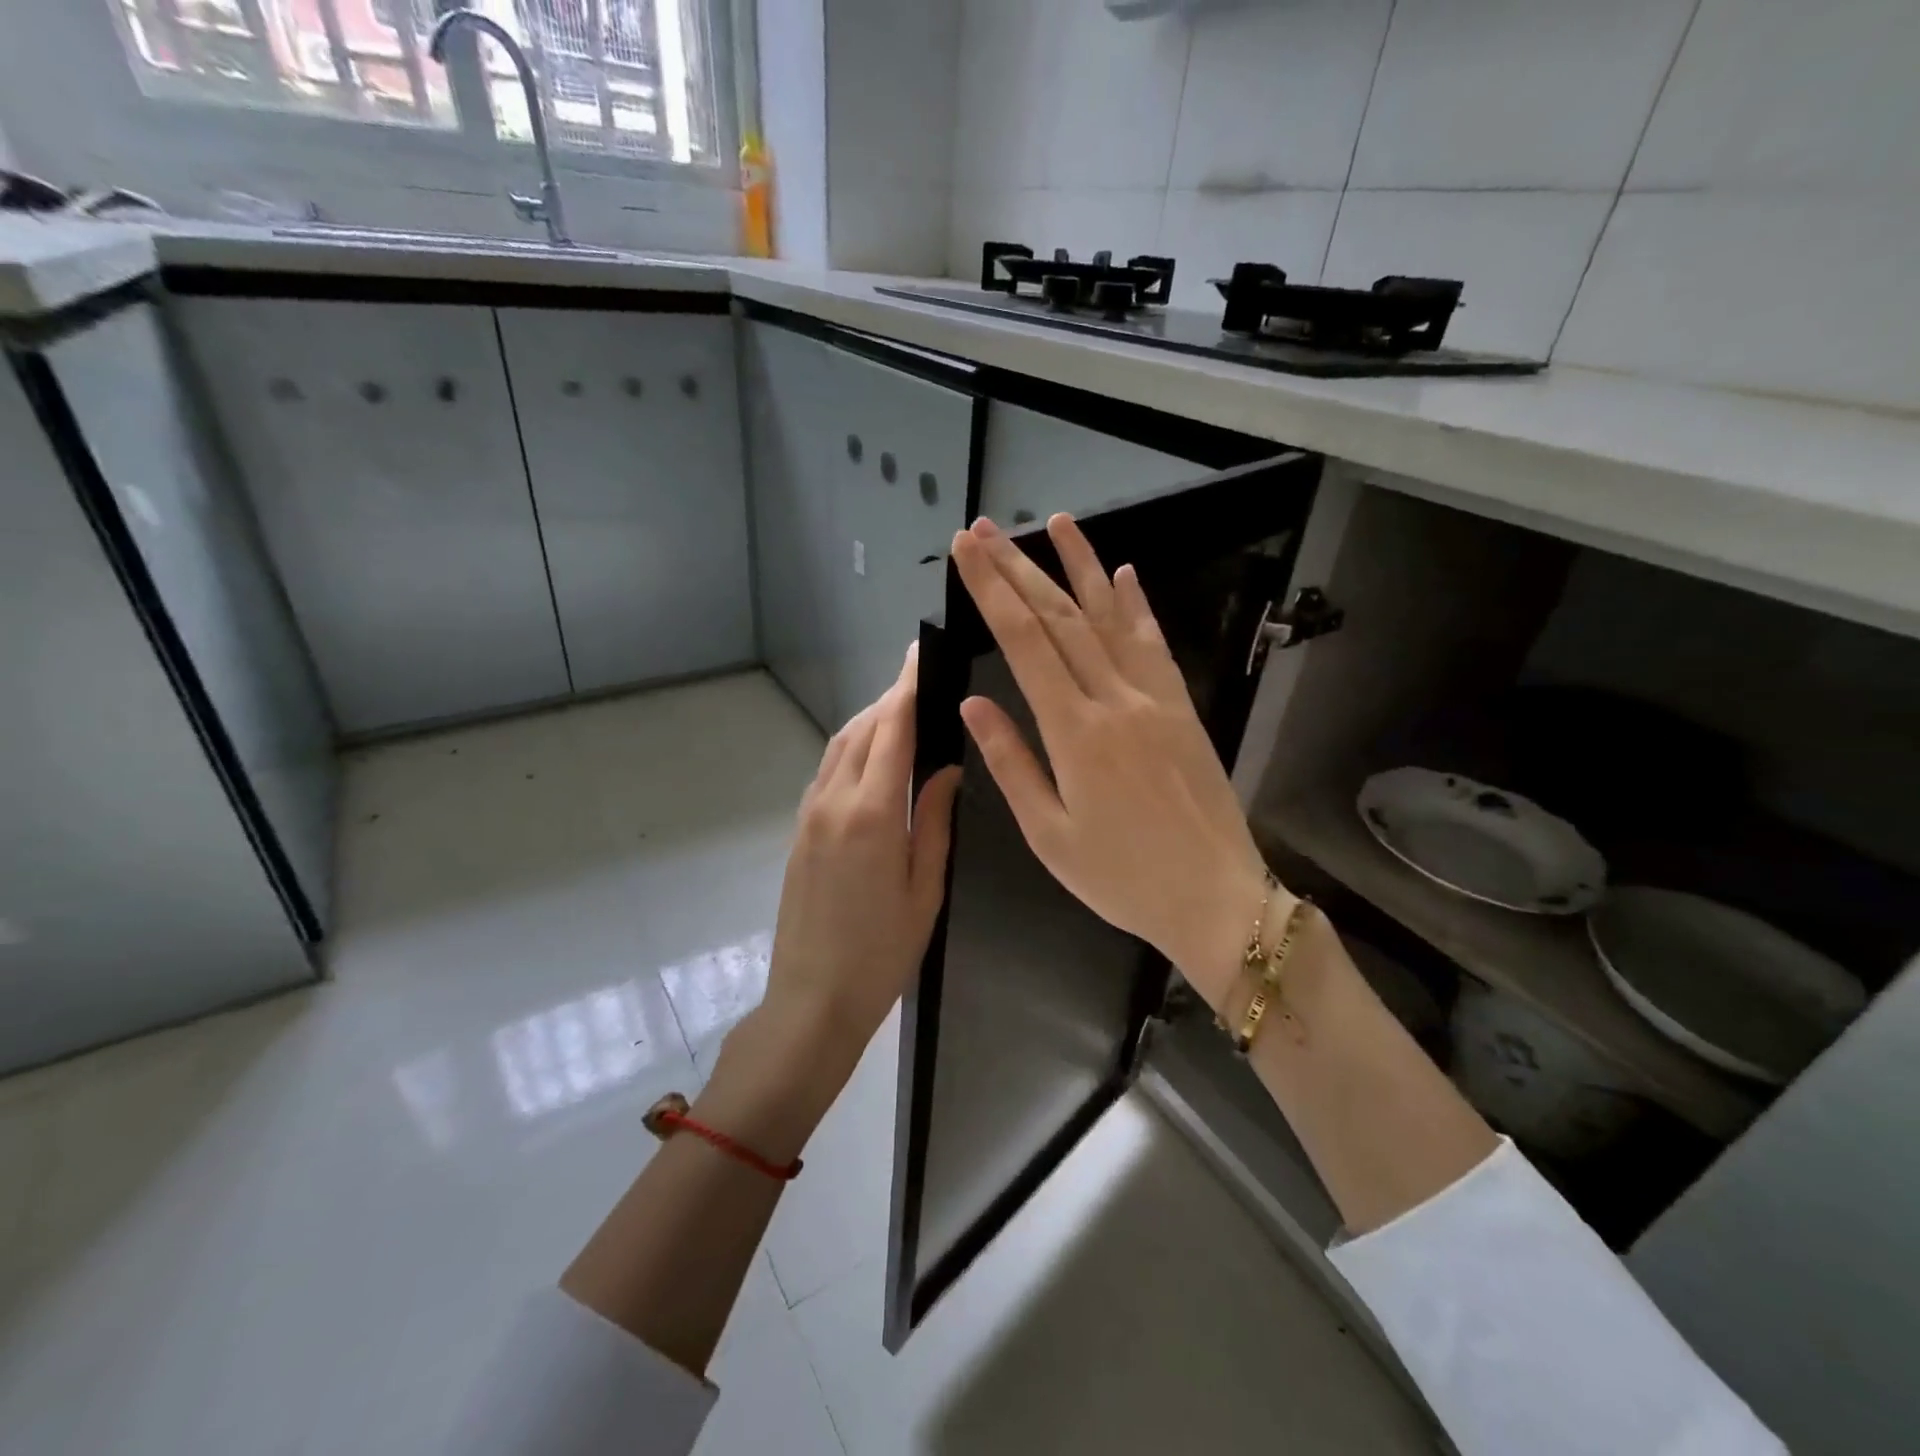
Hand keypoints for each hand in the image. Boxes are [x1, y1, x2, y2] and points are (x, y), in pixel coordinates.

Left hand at [763, 642, 963, 1060]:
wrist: (812, 998)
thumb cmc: (881, 952)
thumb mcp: (924, 889)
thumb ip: (935, 821)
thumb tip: (948, 769)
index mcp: (871, 813)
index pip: (891, 730)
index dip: (907, 687)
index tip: (920, 653)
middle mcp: (834, 800)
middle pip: (863, 729)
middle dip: (891, 698)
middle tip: (921, 678)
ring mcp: (810, 814)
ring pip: (840, 746)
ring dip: (870, 719)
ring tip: (901, 708)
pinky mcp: (800, 829)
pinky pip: (828, 770)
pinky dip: (852, 747)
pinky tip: (872, 754)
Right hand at [950, 515, 1273, 1011]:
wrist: (1217, 898)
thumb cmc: (1122, 878)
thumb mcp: (1050, 835)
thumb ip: (1012, 763)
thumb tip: (974, 704)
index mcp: (1075, 733)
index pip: (1024, 643)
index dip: (991, 591)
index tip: (965, 551)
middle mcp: (1115, 700)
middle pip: (1060, 618)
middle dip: (1018, 568)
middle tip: (985, 529)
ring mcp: (1155, 698)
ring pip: (1110, 618)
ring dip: (1080, 567)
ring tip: (1055, 523)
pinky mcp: (1182, 707)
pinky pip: (1155, 644)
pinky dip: (1136, 605)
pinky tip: (1123, 574)